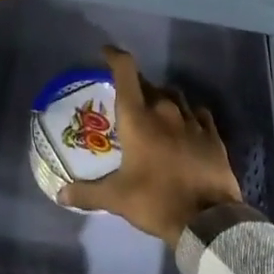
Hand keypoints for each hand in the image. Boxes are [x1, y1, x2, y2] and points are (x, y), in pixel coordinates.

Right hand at [59, 47, 243, 244]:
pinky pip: (198, 113)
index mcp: (138, 117)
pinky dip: (188, 114)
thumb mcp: (117, 199)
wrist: (208, 221)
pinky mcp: (212, 134)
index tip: (105, 52)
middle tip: (127, 100)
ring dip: (162, 98)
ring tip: (155, 111)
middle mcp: (164, 110)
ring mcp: (192, 120)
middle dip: (136, 86)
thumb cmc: (156, 200)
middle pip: (148, 84)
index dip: (114, 56)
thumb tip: (60, 195)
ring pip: (174, 96)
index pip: (126, 71)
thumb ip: (87, 193)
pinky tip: (185, 125)